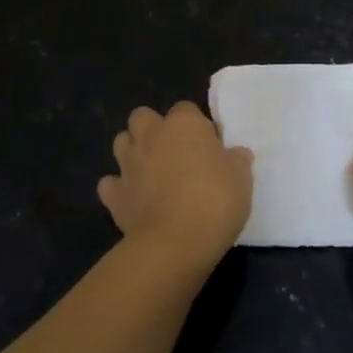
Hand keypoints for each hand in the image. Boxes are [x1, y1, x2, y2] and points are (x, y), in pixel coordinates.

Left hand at [98, 102, 251, 266]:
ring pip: (121, 142)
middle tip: (174, 153)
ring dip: (133, 152)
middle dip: (153, 129)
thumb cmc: (215, 201)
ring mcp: (128, 164)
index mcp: (184, 124)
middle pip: (143, 117)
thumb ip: (237, 160)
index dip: (197, 126)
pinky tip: (133, 200)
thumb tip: (236, 154)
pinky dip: (119, 188)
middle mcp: (151, 136)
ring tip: (151, 172)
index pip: (187, 109)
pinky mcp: (113, 195)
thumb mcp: (242, 179)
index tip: (210, 148)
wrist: (174, 243)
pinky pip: (110, 184)